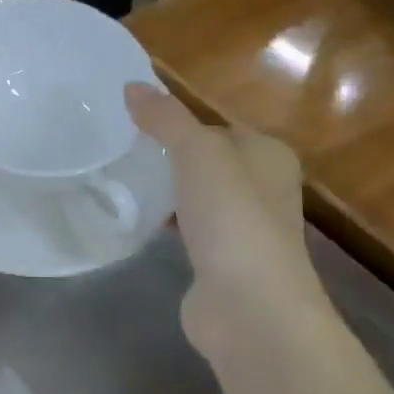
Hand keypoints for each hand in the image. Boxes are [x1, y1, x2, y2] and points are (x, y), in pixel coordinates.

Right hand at [125, 84, 316, 355]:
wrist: (250, 307)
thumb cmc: (232, 217)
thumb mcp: (197, 152)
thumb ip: (165, 118)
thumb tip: (132, 86)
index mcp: (269, 154)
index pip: (218, 126)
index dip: (181, 122)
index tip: (136, 122)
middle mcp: (264, 188)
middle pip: (209, 161)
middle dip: (172, 156)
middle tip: (124, 149)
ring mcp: (246, 229)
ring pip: (200, 196)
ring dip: (170, 191)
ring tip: (125, 180)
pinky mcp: (224, 262)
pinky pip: (191, 229)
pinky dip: (170, 223)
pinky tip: (140, 221)